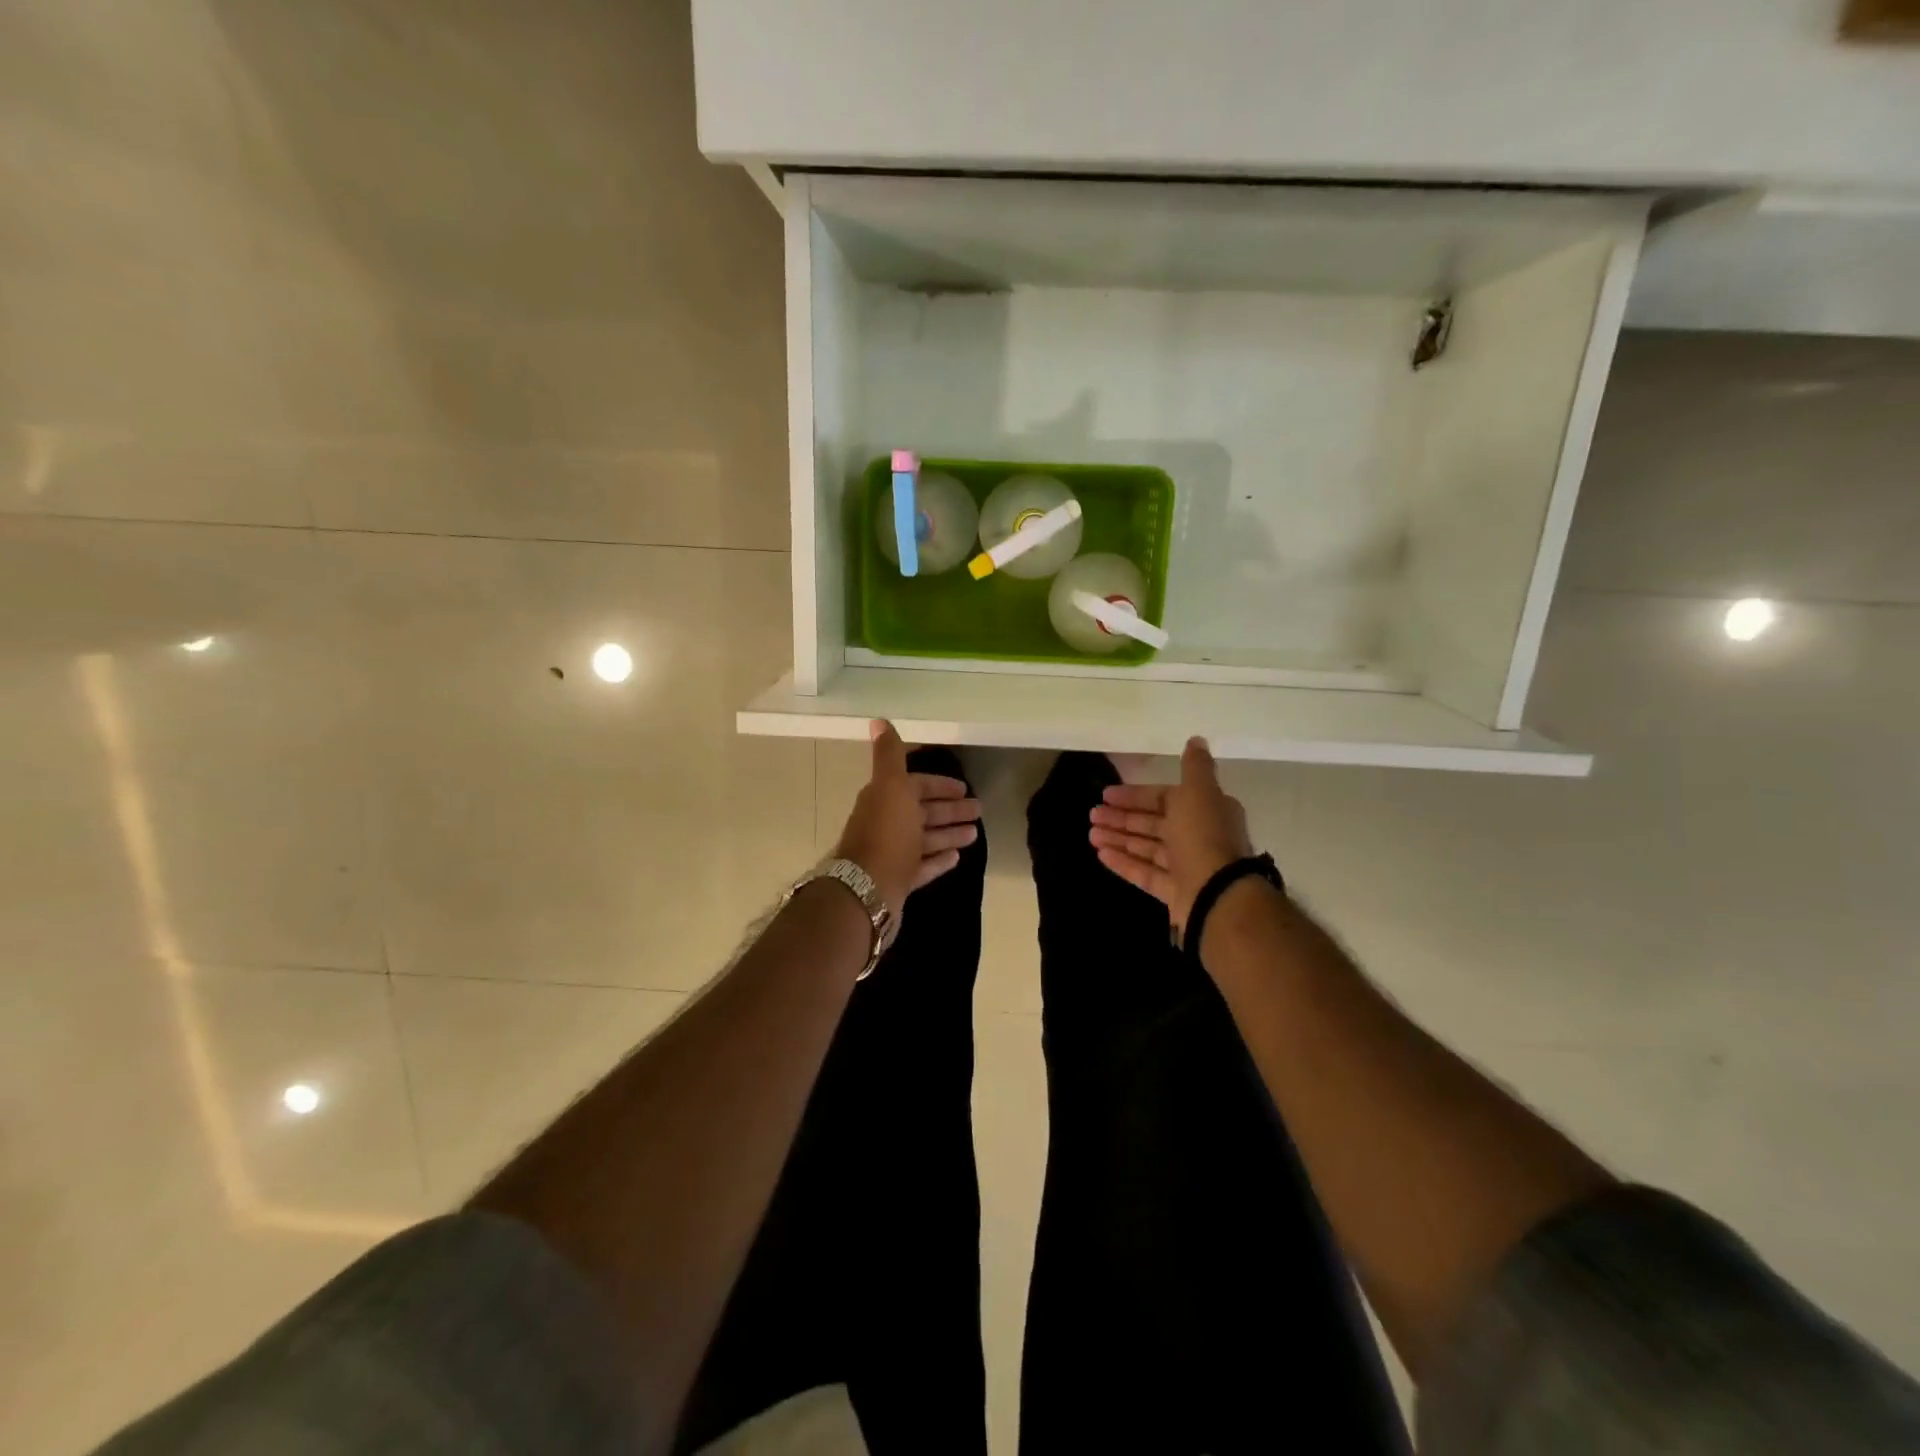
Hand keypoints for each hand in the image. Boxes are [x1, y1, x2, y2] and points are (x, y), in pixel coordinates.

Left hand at [832, 721, 980, 921]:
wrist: (866, 890)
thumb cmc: (886, 834)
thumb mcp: (891, 787)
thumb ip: (889, 755)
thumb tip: (878, 720)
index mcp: (885, 799)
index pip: (916, 786)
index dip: (940, 785)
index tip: (964, 788)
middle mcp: (887, 824)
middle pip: (923, 812)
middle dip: (950, 809)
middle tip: (979, 810)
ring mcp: (892, 854)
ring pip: (925, 839)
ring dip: (949, 833)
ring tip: (975, 833)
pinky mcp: (898, 881)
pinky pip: (923, 866)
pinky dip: (939, 859)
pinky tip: (957, 857)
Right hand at [1088, 737, 1253, 931]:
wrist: (1217, 894)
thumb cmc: (1203, 836)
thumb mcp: (1199, 792)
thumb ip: (1195, 766)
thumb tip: (1196, 739)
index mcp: (1206, 810)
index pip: (1164, 797)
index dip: (1135, 795)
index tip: (1107, 794)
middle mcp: (1198, 836)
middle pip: (1153, 823)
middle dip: (1122, 818)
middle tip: (1092, 815)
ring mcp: (1186, 866)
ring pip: (1147, 848)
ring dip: (1118, 839)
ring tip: (1091, 834)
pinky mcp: (1175, 892)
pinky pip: (1145, 873)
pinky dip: (1124, 863)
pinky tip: (1101, 855)